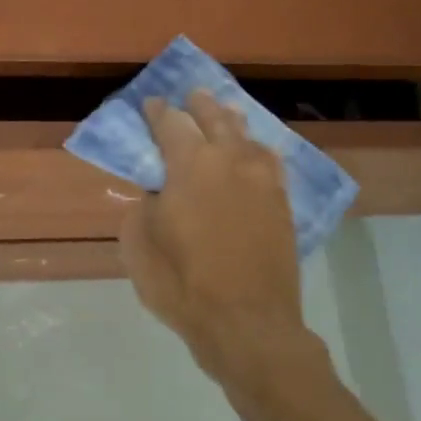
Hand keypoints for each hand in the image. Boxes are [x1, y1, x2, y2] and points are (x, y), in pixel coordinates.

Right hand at [120, 91, 312, 390]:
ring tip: (224, 114)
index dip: (158, 111)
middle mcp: (230, 161)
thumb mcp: (139, 245)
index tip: (150, 104)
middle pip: (215, 119)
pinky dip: (257, 150)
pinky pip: (270, 162)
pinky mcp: (282, 204)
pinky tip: (255, 151)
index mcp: (190, 164)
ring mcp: (263, 181)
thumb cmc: (182, 284)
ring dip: (231, 122)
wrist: (247, 323)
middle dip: (199, 105)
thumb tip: (157, 193)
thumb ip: (144, 206)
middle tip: (191, 97)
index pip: (171, 123)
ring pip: (247, 136)